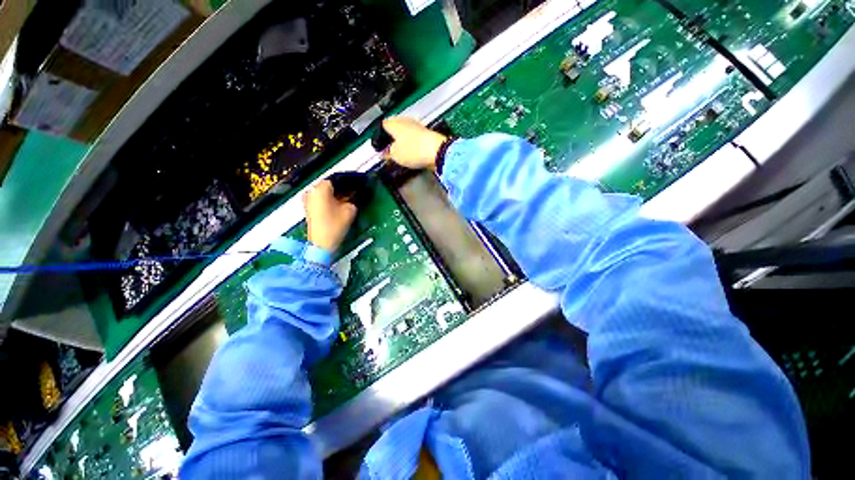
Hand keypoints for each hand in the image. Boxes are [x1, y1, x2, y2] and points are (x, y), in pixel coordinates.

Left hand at [304, 180, 357, 251]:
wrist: (321, 244)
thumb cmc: (335, 226)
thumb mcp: (350, 210)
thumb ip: (353, 199)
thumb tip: (354, 195)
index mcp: (321, 188)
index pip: (338, 179)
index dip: (350, 182)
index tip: (358, 185)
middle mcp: (312, 191)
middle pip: (330, 185)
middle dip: (342, 189)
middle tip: (354, 193)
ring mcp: (308, 200)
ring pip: (326, 192)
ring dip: (337, 195)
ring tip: (348, 201)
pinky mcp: (308, 208)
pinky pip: (321, 199)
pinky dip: (330, 201)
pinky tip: (340, 206)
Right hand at [382, 117, 447, 169]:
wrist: (437, 152)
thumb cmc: (414, 151)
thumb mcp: (395, 155)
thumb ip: (387, 154)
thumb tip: (383, 153)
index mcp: (394, 123)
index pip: (382, 126)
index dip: (379, 137)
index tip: (379, 148)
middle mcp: (405, 121)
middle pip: (394, 128)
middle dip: (391, 139)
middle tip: (388, 151)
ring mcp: (417, 126)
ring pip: (404, 133)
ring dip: (401, 142)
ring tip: (399, 154)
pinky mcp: (426, 134)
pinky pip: (414, 138)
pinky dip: (410, 145)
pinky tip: (410, 153)